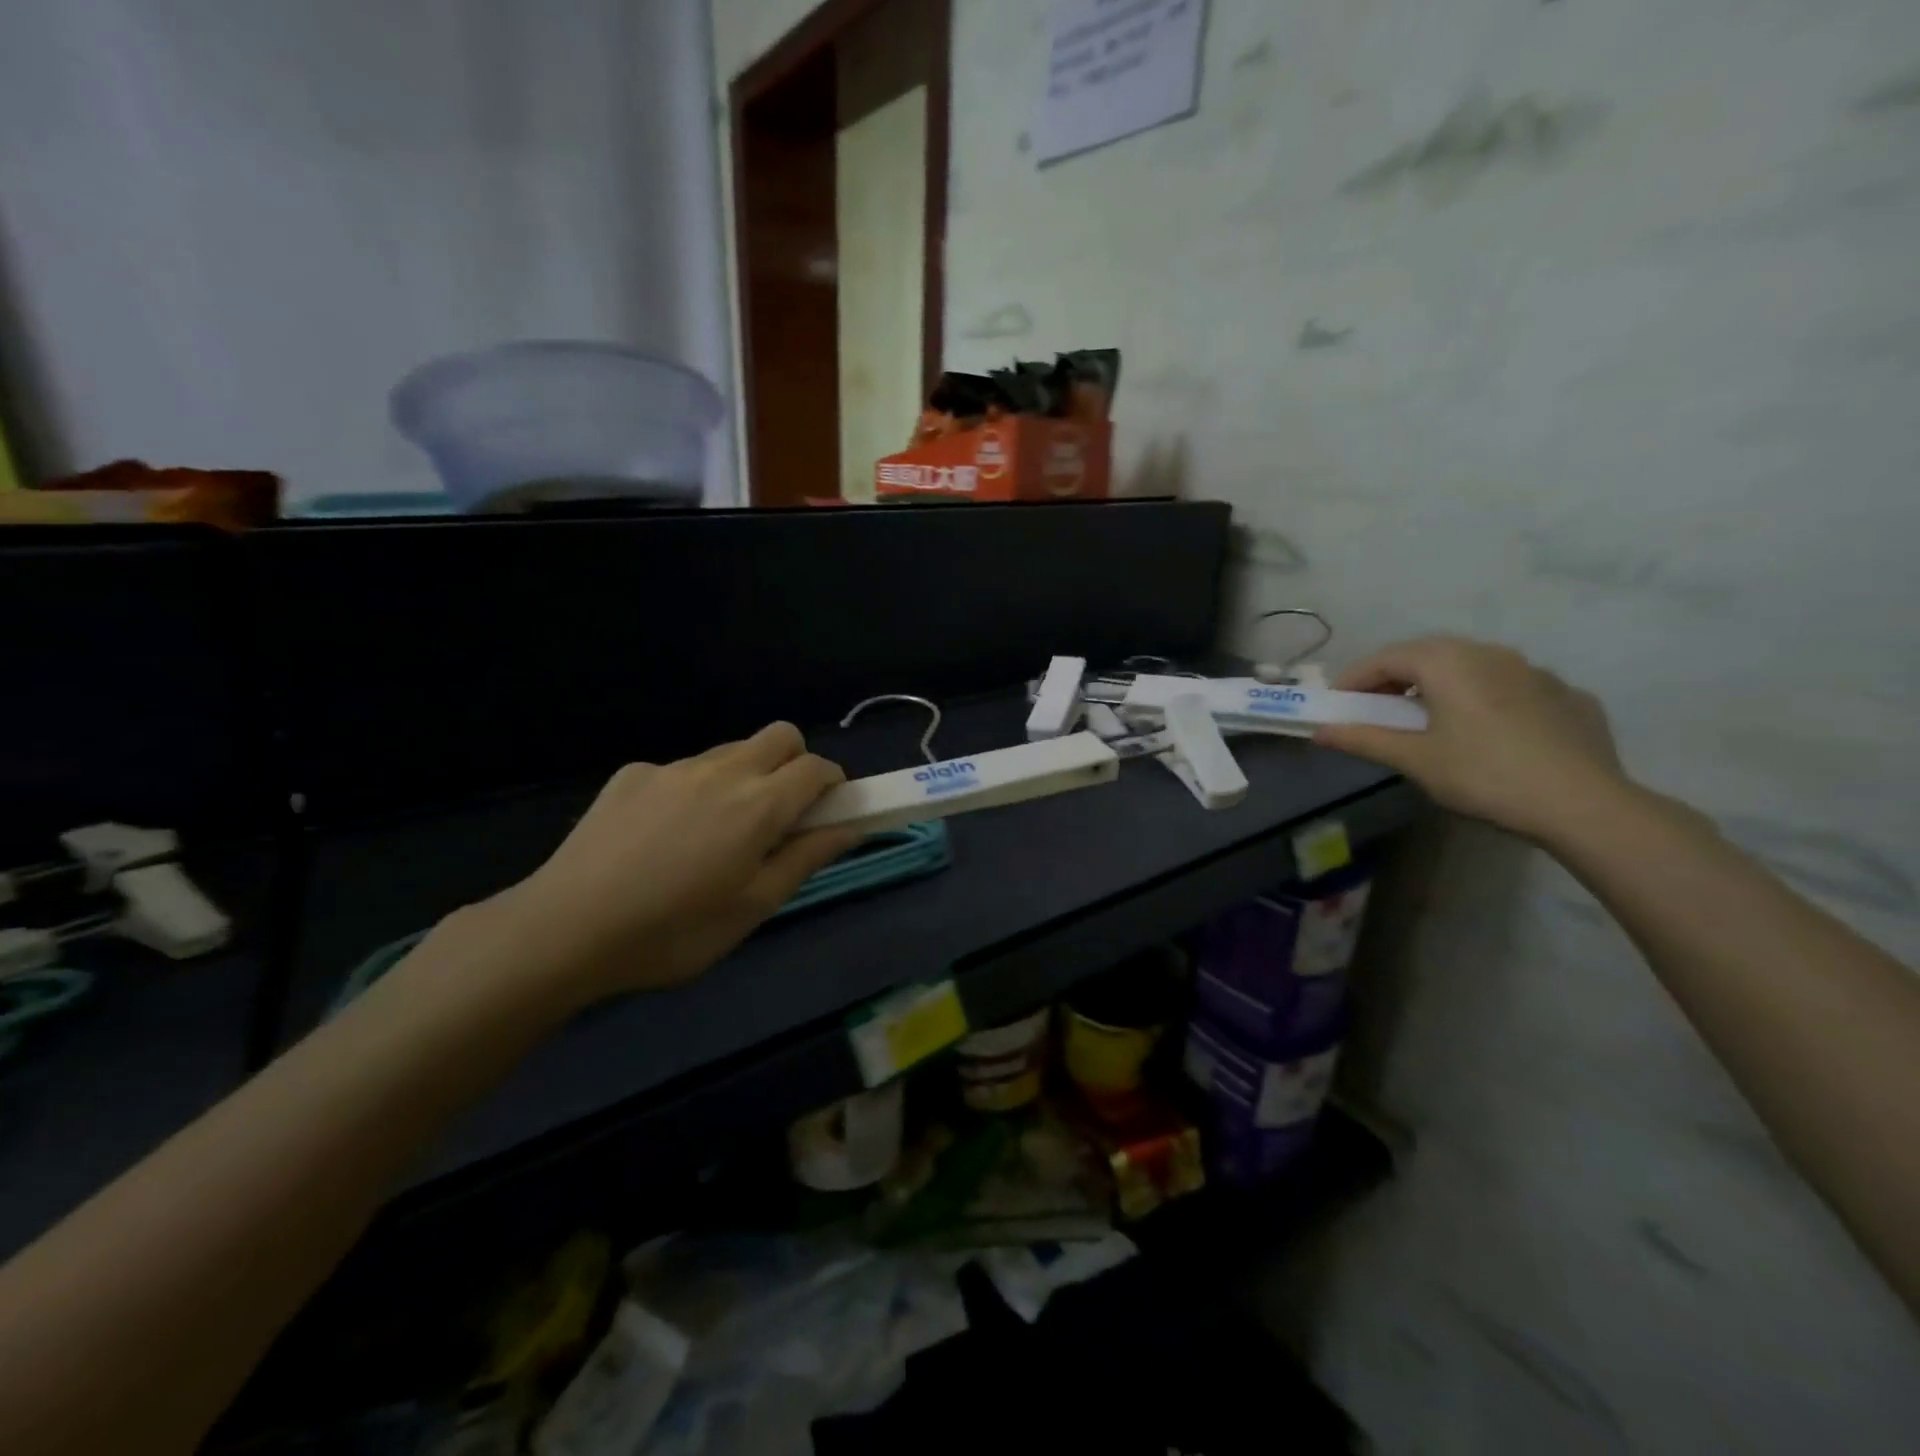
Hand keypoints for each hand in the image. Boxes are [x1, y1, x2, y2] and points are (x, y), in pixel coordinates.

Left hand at [478, 724, 858, 1005]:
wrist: (564, 929)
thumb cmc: (674, 931)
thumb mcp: (753, 907)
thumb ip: (806, 859)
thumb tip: (850, 828)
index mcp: (759, 805)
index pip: (817, 767)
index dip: (833, 785)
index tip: (827, 813)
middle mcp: (721, 770)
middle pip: (780, 736)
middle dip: (796, 763)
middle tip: (780, 814)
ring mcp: (673, 768)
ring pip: (731, 751)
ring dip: (745, 776)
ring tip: (715, 833)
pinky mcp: (632, 774)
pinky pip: (682, 770)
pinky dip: (694, 790)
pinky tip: (662, 838)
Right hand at [1313, 636, 1627, 839]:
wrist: (1584, 804)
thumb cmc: (1484, 775)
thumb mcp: (1415, 760)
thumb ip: (1364, 739)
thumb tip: (1320, 732)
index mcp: (1448, 663)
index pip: (1386, 658)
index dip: (1354, 679)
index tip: (1336, 704)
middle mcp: (1490, 653)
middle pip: (1428, 654)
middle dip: (1394, 677)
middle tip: (1375, 708)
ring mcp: (1535, 671)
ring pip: (1472, 666)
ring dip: (1440, 684)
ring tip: (1429, 718)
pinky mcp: (1568, 695)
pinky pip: (1511, 687)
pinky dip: (1485, 699)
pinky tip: (1487, 731)